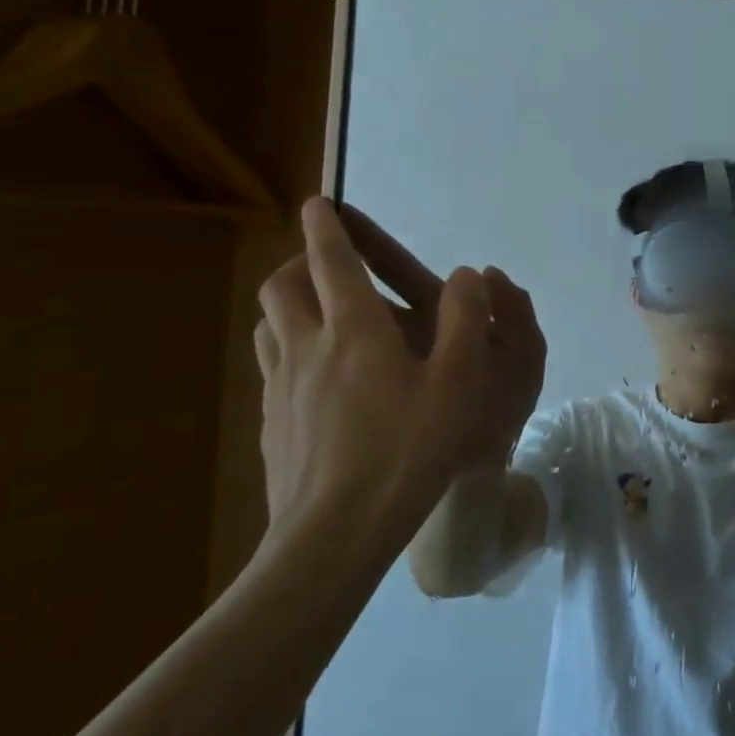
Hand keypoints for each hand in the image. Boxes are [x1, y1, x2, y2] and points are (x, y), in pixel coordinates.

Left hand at [253, 198, 546, 540]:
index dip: (326, 227)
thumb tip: (466, 275)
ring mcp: (280, 386)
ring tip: (319, 312)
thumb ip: (465, 318)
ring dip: (289, 302)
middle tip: (329, 264)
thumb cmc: (408, 448)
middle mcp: (308, 346)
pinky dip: (289, 346)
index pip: (331, 261)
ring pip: (269, 323)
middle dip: (301, 261)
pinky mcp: (269, 422)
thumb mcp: (459, 379)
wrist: (335, 533)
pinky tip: (317, 375)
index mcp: (354, 329)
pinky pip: (271, 364)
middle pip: (282, 285)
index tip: (318, 203)